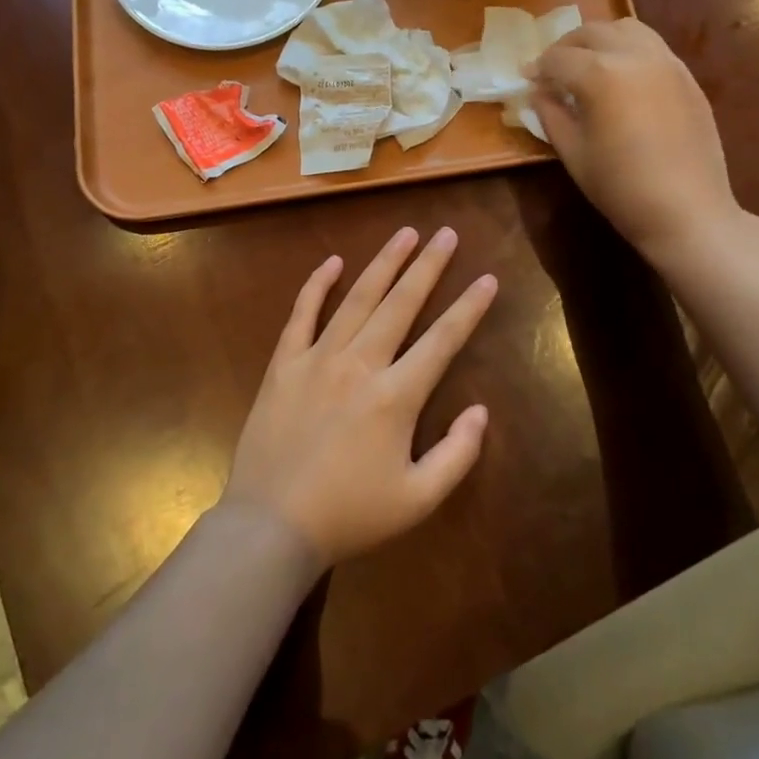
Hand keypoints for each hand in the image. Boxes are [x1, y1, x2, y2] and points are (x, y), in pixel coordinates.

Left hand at [222, 227, 494, 568]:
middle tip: (446, 233)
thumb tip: (480, 410)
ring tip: (405, 234)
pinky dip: (317, 285)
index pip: (443, 340)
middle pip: (402, 304)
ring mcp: (318, 358)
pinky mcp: (284, 364)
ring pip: (357, 299)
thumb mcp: (417, 500)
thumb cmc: (350, 515)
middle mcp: (360, 364)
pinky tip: (333, 262)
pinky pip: (302, 314)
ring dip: (383, 263)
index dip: (469, 308)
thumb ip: (457, 454)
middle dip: (428, 266)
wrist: (271, 525)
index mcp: (396, 396)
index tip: (487, 278)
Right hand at [529, 18, 738, 262]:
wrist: (687, 210)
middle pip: (592, 32)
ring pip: (626, 28)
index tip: (526, 79)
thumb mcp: (573, 153)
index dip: (537, 68)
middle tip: (553, 69)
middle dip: (566, 47)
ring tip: (588, 63)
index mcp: (601, 74)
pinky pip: (652, 46)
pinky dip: (628, 50)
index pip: (558, 58)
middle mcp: (634, 55)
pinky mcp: (687, 76)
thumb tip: (539, 93)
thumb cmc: (621, 187)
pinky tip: (622, 78)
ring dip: (600, 39)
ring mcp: (667, 62)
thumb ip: (551, 114)